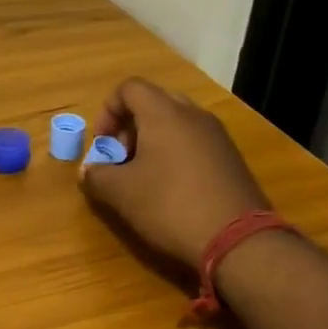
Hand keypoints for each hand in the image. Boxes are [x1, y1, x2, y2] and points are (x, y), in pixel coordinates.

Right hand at [78, 77, 268, 269]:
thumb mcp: (121, 193)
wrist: (238, 240)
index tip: (101, 144)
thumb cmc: (170, 206)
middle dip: (129, 127)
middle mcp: (193, 115)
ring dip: (152, 142)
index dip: (107, 111)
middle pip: (153, 103)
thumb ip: (97, 176)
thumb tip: (89, 170)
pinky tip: (171, 189)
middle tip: (120, 159)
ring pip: (175, 123)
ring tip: (143, 177)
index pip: (129, 88)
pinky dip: (175, 154)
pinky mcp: (231, 158)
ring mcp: (217, 136)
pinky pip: (194, 142)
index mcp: (164, 113)